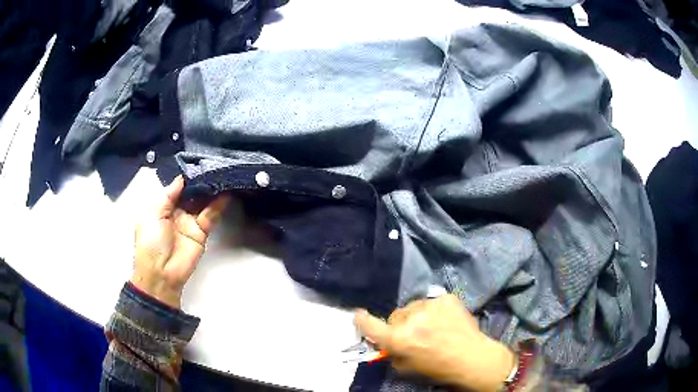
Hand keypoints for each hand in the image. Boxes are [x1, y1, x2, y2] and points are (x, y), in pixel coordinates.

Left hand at [131, 176, 229, 308]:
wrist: (161, 273)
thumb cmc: (150, 242)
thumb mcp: (152, 214)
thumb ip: (167, 195)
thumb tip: (182, 179)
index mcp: (161, 206)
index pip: (176, 187)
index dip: (185, 176)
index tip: (197, 162)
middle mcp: (176, 211)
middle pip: (191, 192)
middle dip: (200, 180)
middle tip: (213, 165)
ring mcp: (190, 221)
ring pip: (202, 202)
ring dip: (211, 190)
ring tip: (221, 174)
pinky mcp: (202, 231)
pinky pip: (210, 215)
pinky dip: (218, 205)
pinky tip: (225, 193)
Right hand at [354, 294, 515, 391]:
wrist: (472, 358)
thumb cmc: (438, 368)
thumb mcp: (407, 367)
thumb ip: (392, 352)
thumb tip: (385, 342)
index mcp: (399, 339)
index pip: (370, 325)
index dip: (362, 320)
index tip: (358, 314)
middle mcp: (411, 319)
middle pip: (396, 315)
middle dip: (401, 324)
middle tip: (415, 334)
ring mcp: (430, 305)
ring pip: (414, 307)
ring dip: (418, 316)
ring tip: (434, 327)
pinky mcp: (446, 298)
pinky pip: (432, 302)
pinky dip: (435, 310)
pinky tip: (446, 320)